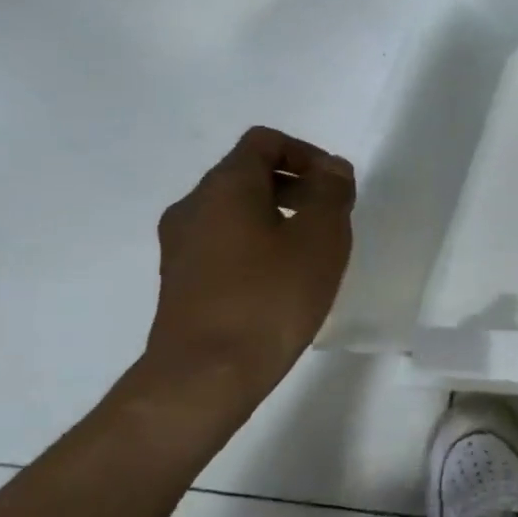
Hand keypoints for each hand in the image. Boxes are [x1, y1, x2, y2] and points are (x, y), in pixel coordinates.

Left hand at [144, 126, 355, 402]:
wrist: (206, 373)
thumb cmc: (271, 296)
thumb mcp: (320, 238)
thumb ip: (331, 193)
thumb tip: (332, 168)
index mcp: (225, 186)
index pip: (264, 142)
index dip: (307, 153)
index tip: (336, 186)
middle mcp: (194, 206)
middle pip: (247, 174)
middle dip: (296, 186)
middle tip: (332, 218)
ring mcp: (181, 245)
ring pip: (235, 210)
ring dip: (278, 216)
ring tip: (312, 252)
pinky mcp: (181, 279)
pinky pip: (225, 242)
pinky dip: (258, 244)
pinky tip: (283, 280)